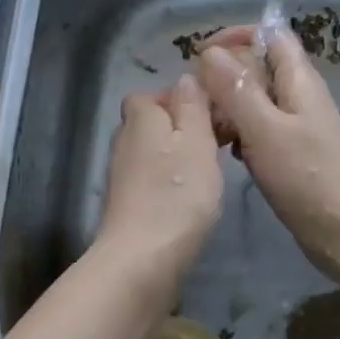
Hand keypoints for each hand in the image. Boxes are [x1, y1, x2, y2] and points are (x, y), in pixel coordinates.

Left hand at [94, 74, 223, 303]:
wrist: (142, 260)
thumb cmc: (177, 193)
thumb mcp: (197, 140)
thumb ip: (193, 106)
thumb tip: (185, 78)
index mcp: (141, 118)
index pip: (151, 95)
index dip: (179, 100)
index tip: (210, 116)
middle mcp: (124, 141)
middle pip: (153, 123)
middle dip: (182, 129)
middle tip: (216, 145)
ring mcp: (122, 175)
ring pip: (154, 153)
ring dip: (178, 158)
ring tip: (209, 174)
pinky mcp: (127, 205)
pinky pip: (152, 180)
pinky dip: (169, 184)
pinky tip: (191, 201)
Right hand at [195, 27, 339, 282]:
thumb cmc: (306, 177)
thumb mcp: (264, 130)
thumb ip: (236, 89)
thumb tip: (209, 52)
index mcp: (299, 79)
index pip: (269, 34)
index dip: (235, 36)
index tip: (201, 56)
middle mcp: (299, 94)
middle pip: (258, 65)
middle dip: (224, 75)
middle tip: (197, 100)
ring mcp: (297, 123)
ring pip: (255, 99)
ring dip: (229, 106)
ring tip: (206, 128)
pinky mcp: (292, 149)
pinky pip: (259, 126)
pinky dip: (239, 131)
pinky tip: (227, 152)